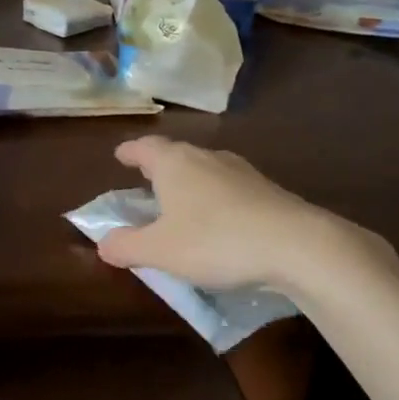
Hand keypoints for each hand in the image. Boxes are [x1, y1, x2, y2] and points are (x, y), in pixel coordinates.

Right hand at [95, 136, 357, 290]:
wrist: (295, 244)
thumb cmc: (215, 241)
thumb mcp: (160, 251)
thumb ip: (126, 246)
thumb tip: (103, 243)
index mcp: (174, 163)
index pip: (145, 148)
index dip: (130, 152)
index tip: (120, 156)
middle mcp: (207, 157)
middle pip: (176, 155)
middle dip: (159, 167)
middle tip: (146, 182)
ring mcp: (241, 171)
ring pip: (205, 170)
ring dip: (190, 183)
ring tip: (182, 204)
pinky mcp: (266, 190)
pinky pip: (229, 189)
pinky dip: (216, 200)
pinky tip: (219, 222)